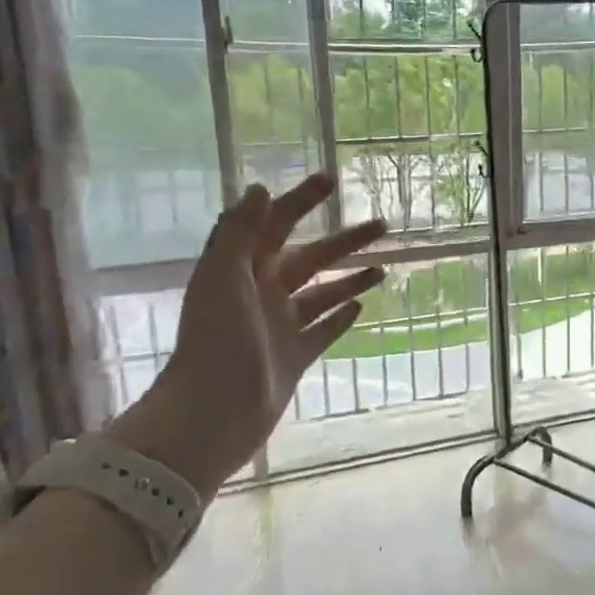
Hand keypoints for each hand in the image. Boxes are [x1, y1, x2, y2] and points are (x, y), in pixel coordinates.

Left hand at [103, 177, 385, 495]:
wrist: (211, 415)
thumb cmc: (216, 341)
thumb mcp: (223, 278)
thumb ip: (239, 232)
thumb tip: (260, 188)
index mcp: (242, 271)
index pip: (276, 225)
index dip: (301, 200)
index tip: (331, 180)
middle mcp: (262, 294)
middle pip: (311, 258)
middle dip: (345, 241)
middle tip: (383, 224)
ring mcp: (280, 327)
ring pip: (322, 293)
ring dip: (351, 278)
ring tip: (383, 268)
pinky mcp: (294, 358)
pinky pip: (322, 331)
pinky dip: (340, 317)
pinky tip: (361, 306)